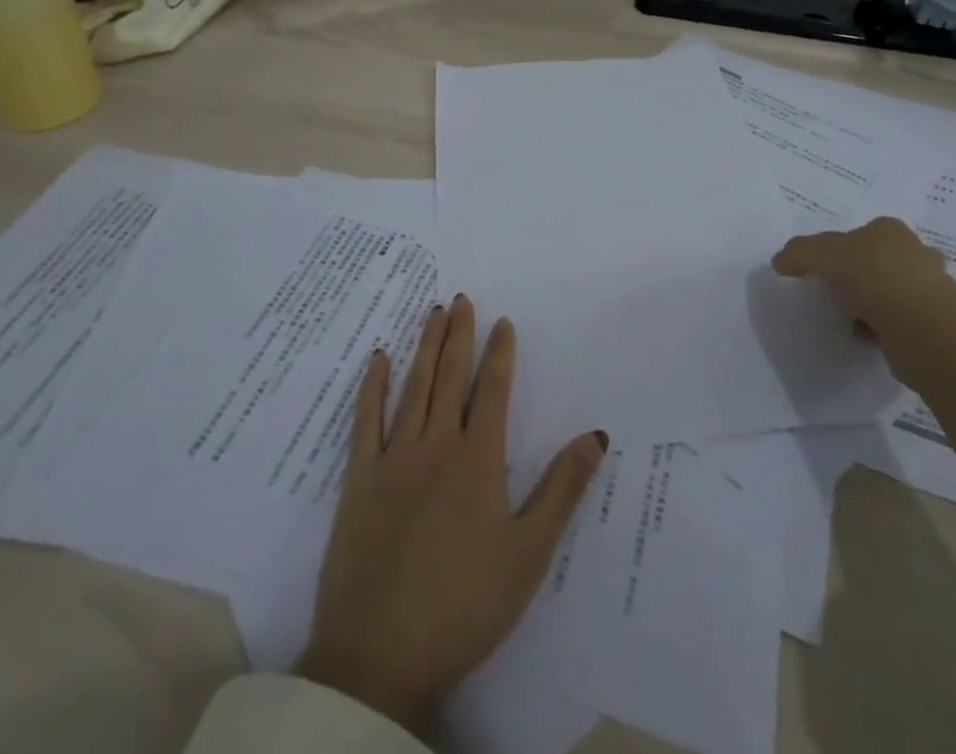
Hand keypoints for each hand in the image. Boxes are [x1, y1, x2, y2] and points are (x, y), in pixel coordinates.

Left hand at [296, 296, 607, 731]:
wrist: (379, 655)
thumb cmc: (464, 604)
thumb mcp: (529, 553)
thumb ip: (562, 489)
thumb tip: (597, 434)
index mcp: (478, 460)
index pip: (492, 391)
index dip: (499, 354)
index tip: (502, 322)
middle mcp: (436, 446)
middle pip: (450, 378)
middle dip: (459, 336)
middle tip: (461, 299)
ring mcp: (393, 460)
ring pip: (413, 388)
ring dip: (425, 348)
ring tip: (434, 314)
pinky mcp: (358, 480)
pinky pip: (365, 421)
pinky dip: (373, 386)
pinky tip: (379, 359)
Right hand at [773, 217, 955, 342]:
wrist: (923, 330)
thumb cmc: (872, 277)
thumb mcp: (820, 254)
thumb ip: (798, 253)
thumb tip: (779, 262)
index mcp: (890, 230)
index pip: (861, 232)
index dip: (841, 247)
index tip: (824, 268)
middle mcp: (915, 253)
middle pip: (880, 260)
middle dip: (862, 275)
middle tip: (837, 291)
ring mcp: (930, 289)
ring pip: (892, 291)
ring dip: (873, 303)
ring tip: (850, 316)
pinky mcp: (934, 324)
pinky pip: (900, 321)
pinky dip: (883, 328)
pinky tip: (867, 336)